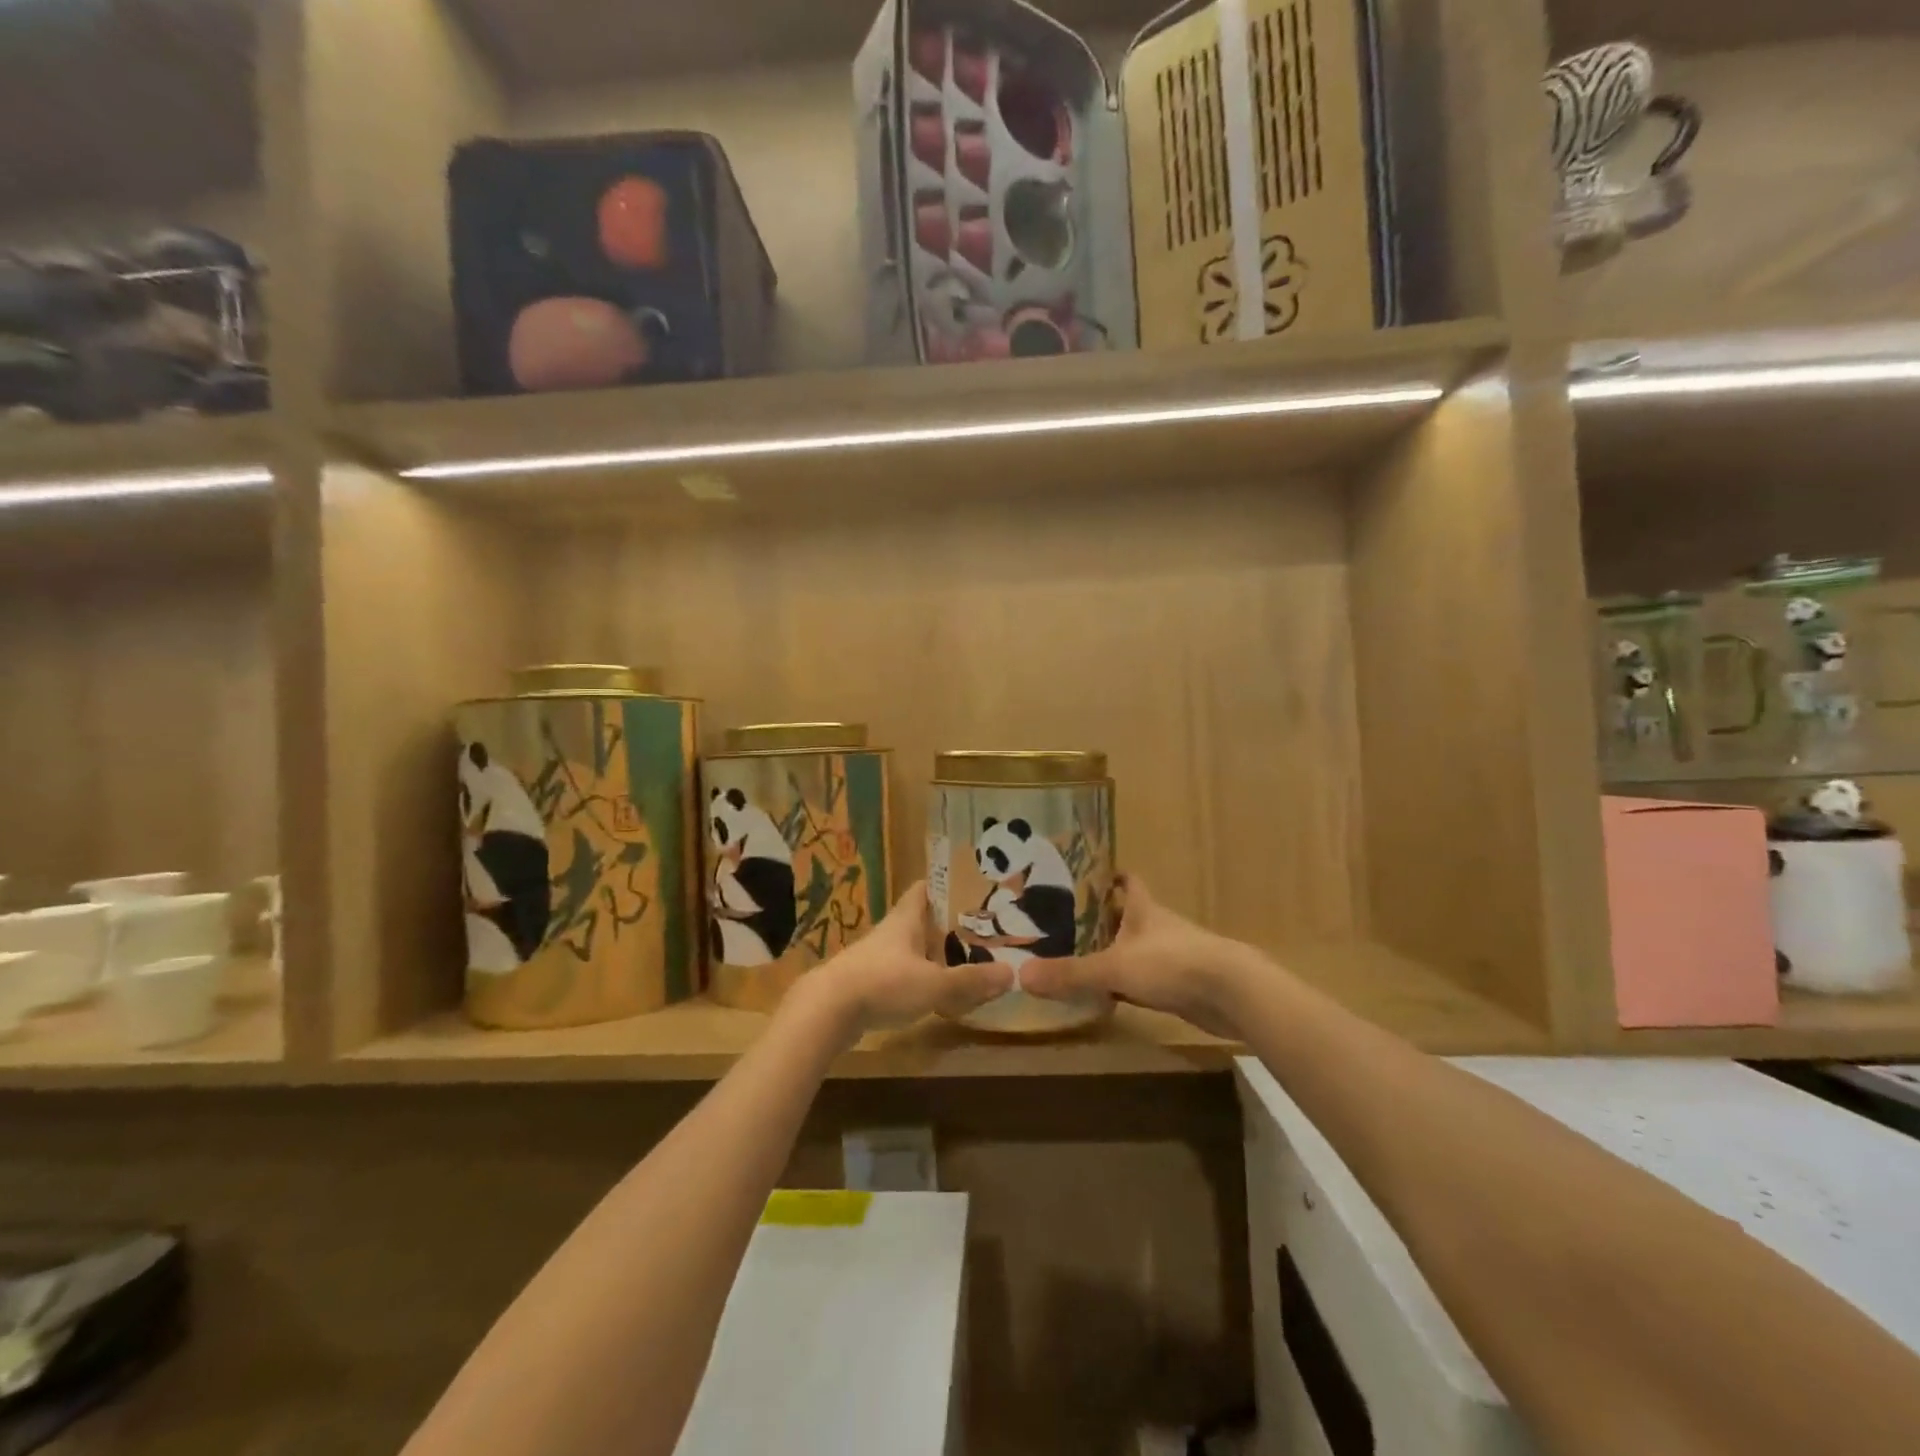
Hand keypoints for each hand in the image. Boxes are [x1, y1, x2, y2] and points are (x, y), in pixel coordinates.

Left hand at [788, 882, 1013, 1045]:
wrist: (827, 1011)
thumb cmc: (883, 983)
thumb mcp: (935, 984)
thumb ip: (971, 980)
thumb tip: (1012, 974)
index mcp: (906, 919)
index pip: (925, 888)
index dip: (946, 885)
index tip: (971, 888)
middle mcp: (891, 932)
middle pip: (921, 920)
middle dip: (947, 924)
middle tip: (981, 930)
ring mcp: (876, 957)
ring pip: (911, 948)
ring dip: (933, 954)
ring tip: (965, 962)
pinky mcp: (867, 982)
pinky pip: (900, 973)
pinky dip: (918, 978)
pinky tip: (935, 993)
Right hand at [1018, 877, 1250, 1038]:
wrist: (1232, 994)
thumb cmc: (1172, 963)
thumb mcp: (1114, 967)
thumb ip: (1071, 973)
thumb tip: (1021, 976)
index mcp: (1143, 908)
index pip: (1126, 881)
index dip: (1107, 876)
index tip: (1080, 877)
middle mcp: (1157, 926)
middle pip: (1126, 915)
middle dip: (1099, 918)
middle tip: (1062, 922)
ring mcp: (1171, 955)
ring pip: (1134, 947)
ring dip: (1112, 951)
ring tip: (1076, 956)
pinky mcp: (1180, 984)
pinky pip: (1144, 979)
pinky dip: (1126, 984)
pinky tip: (1106, 994)